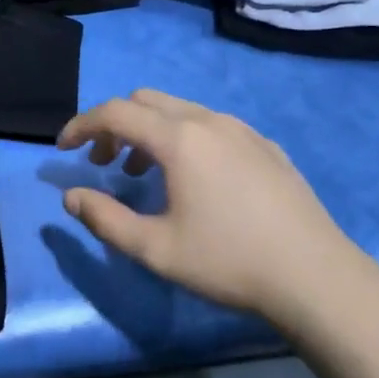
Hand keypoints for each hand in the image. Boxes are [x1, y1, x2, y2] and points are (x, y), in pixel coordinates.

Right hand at [56, 90, 372, 321]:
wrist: (315, 276)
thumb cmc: (228, 262)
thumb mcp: (156, 249)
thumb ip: (105, 219)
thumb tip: (72, 197)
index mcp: (179, 139)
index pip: (115, 112)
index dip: (82, 126)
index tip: (63, 148)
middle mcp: (208, 120)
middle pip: (146, 101)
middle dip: (116, 125)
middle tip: (103, 164)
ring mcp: (242, 130)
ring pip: (181, 111)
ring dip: (150, 132)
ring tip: (143, 175)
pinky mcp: (265, 145)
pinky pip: (212, 126)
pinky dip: (185, 139)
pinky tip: (195, 181)